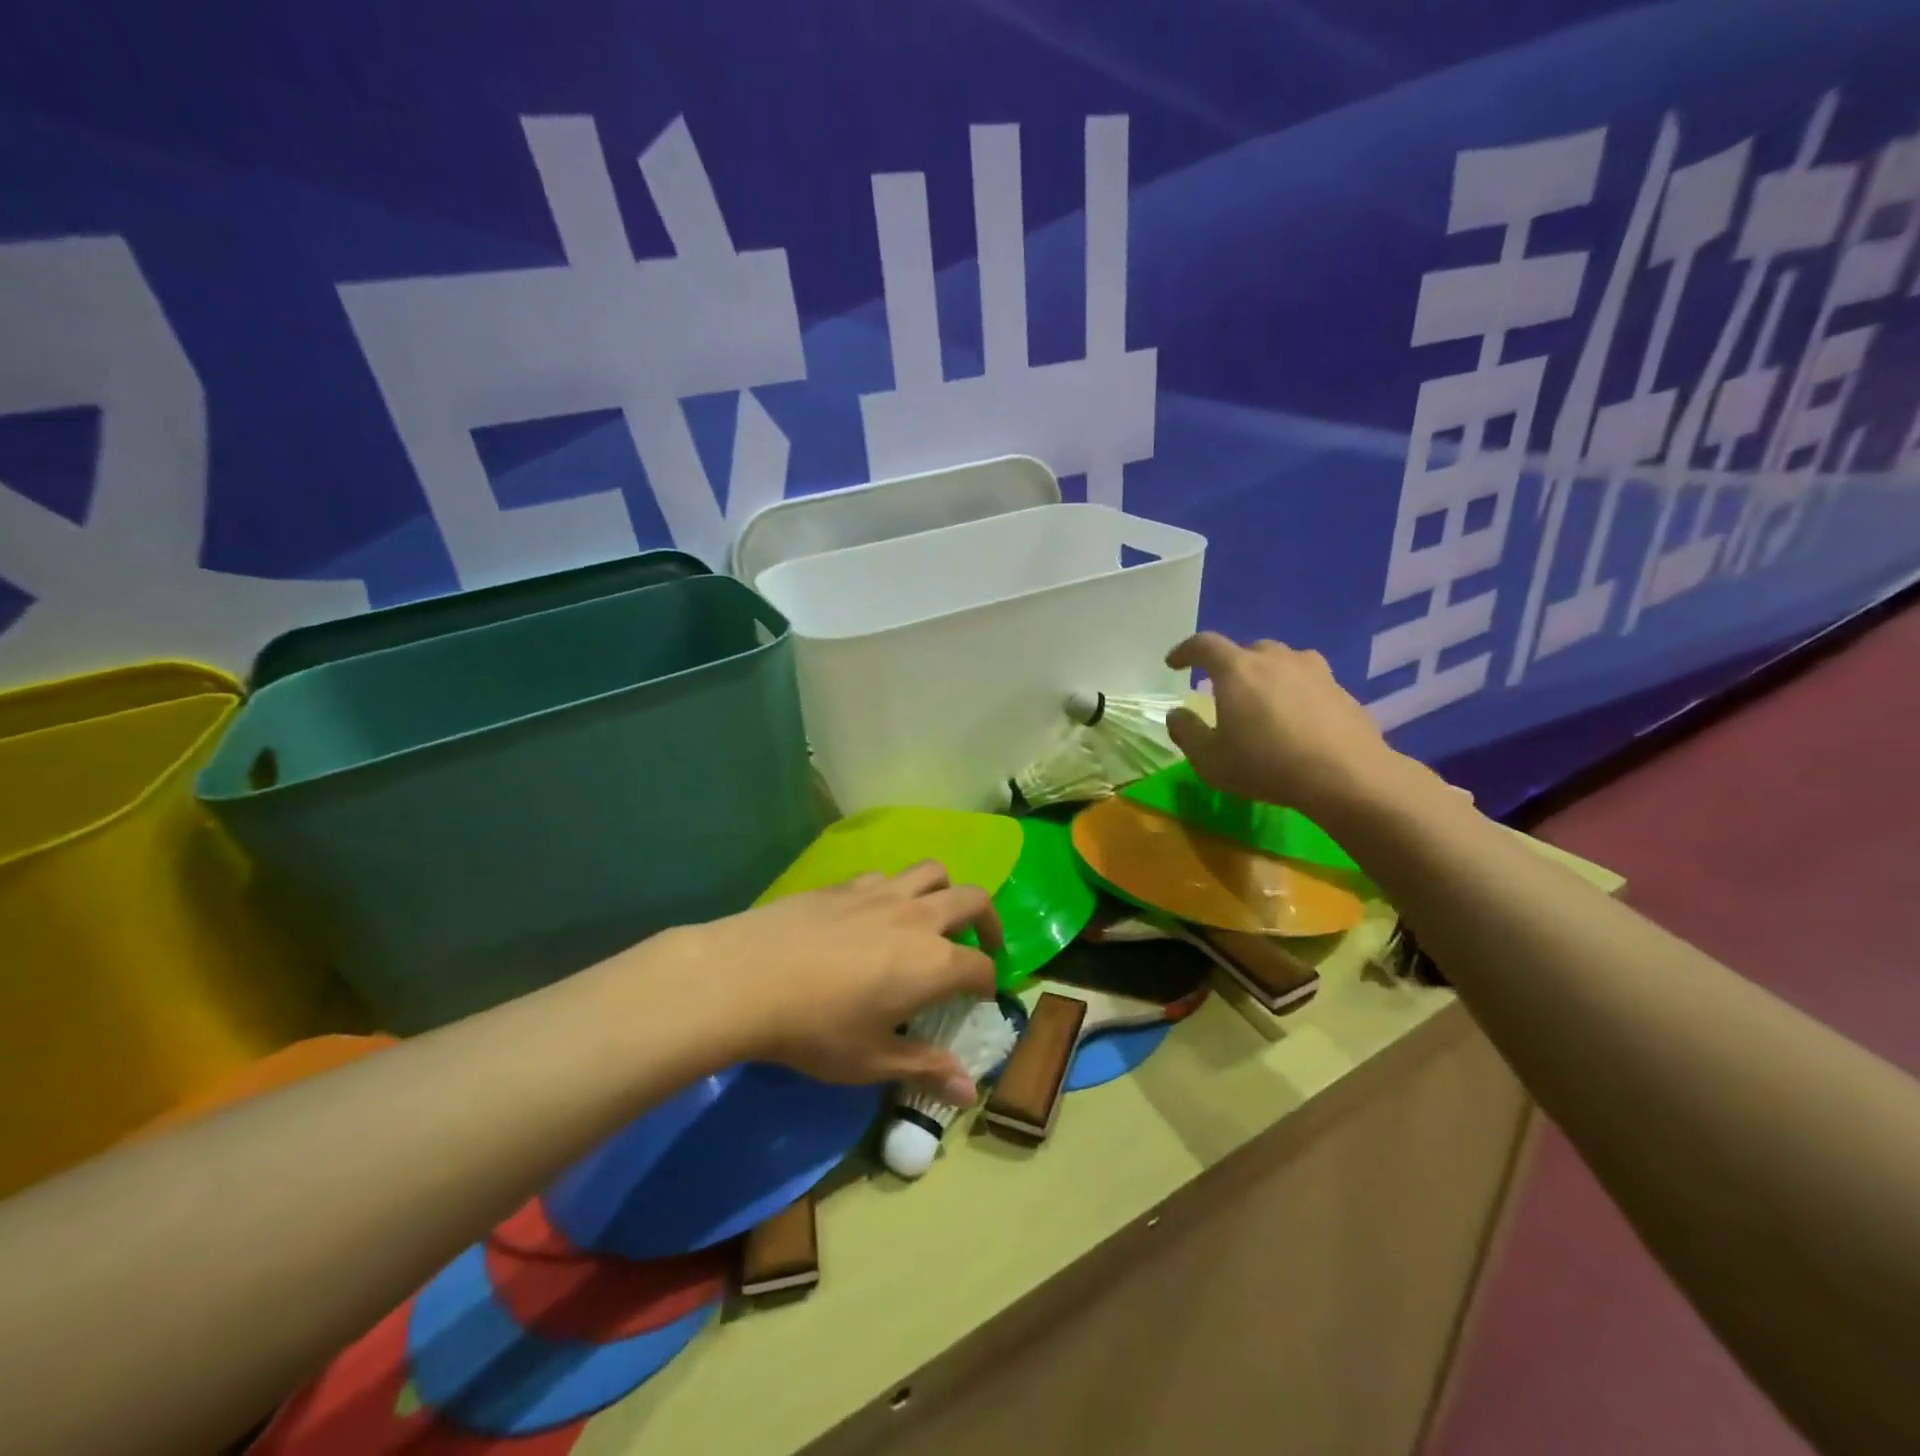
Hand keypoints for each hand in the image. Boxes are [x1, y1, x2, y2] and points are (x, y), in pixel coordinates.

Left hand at [676, 863, 1001, 1103]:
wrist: (748, 977)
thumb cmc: (817, 1029)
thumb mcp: (873, 1061)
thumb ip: (926, 1069)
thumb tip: (969, 1092)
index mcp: (934, 964)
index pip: (981, 967)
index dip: (988, 983)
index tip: (980, 997)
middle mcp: (918, 918)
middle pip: (972, 900)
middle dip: (987, 921)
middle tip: (982, 942)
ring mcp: (881, 893)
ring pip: (932, 871)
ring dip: (946, 890)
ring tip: (935, 915)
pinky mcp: (846, 883)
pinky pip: (887, 875)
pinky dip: (897, 889)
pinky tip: (877, 913)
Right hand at [1163, 632, 1415, 826]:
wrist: (1347, 776)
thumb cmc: (1266, 765)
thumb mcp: (1210, 760)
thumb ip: (1187, 733)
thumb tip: (1177, 714)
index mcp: (1237, 670)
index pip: (1203, 645)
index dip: (1184, 651)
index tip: (1174, 664)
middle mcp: (1275, 659)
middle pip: (1246, 651)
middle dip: (1229, 667)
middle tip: (1223, 692)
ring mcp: (1314, 671)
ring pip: (1282, 663)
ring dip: (1267, 677)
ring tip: (1263, 704)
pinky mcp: (1341, 690)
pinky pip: (1308, 683)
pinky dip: (1296, 695)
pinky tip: (1297, 723)